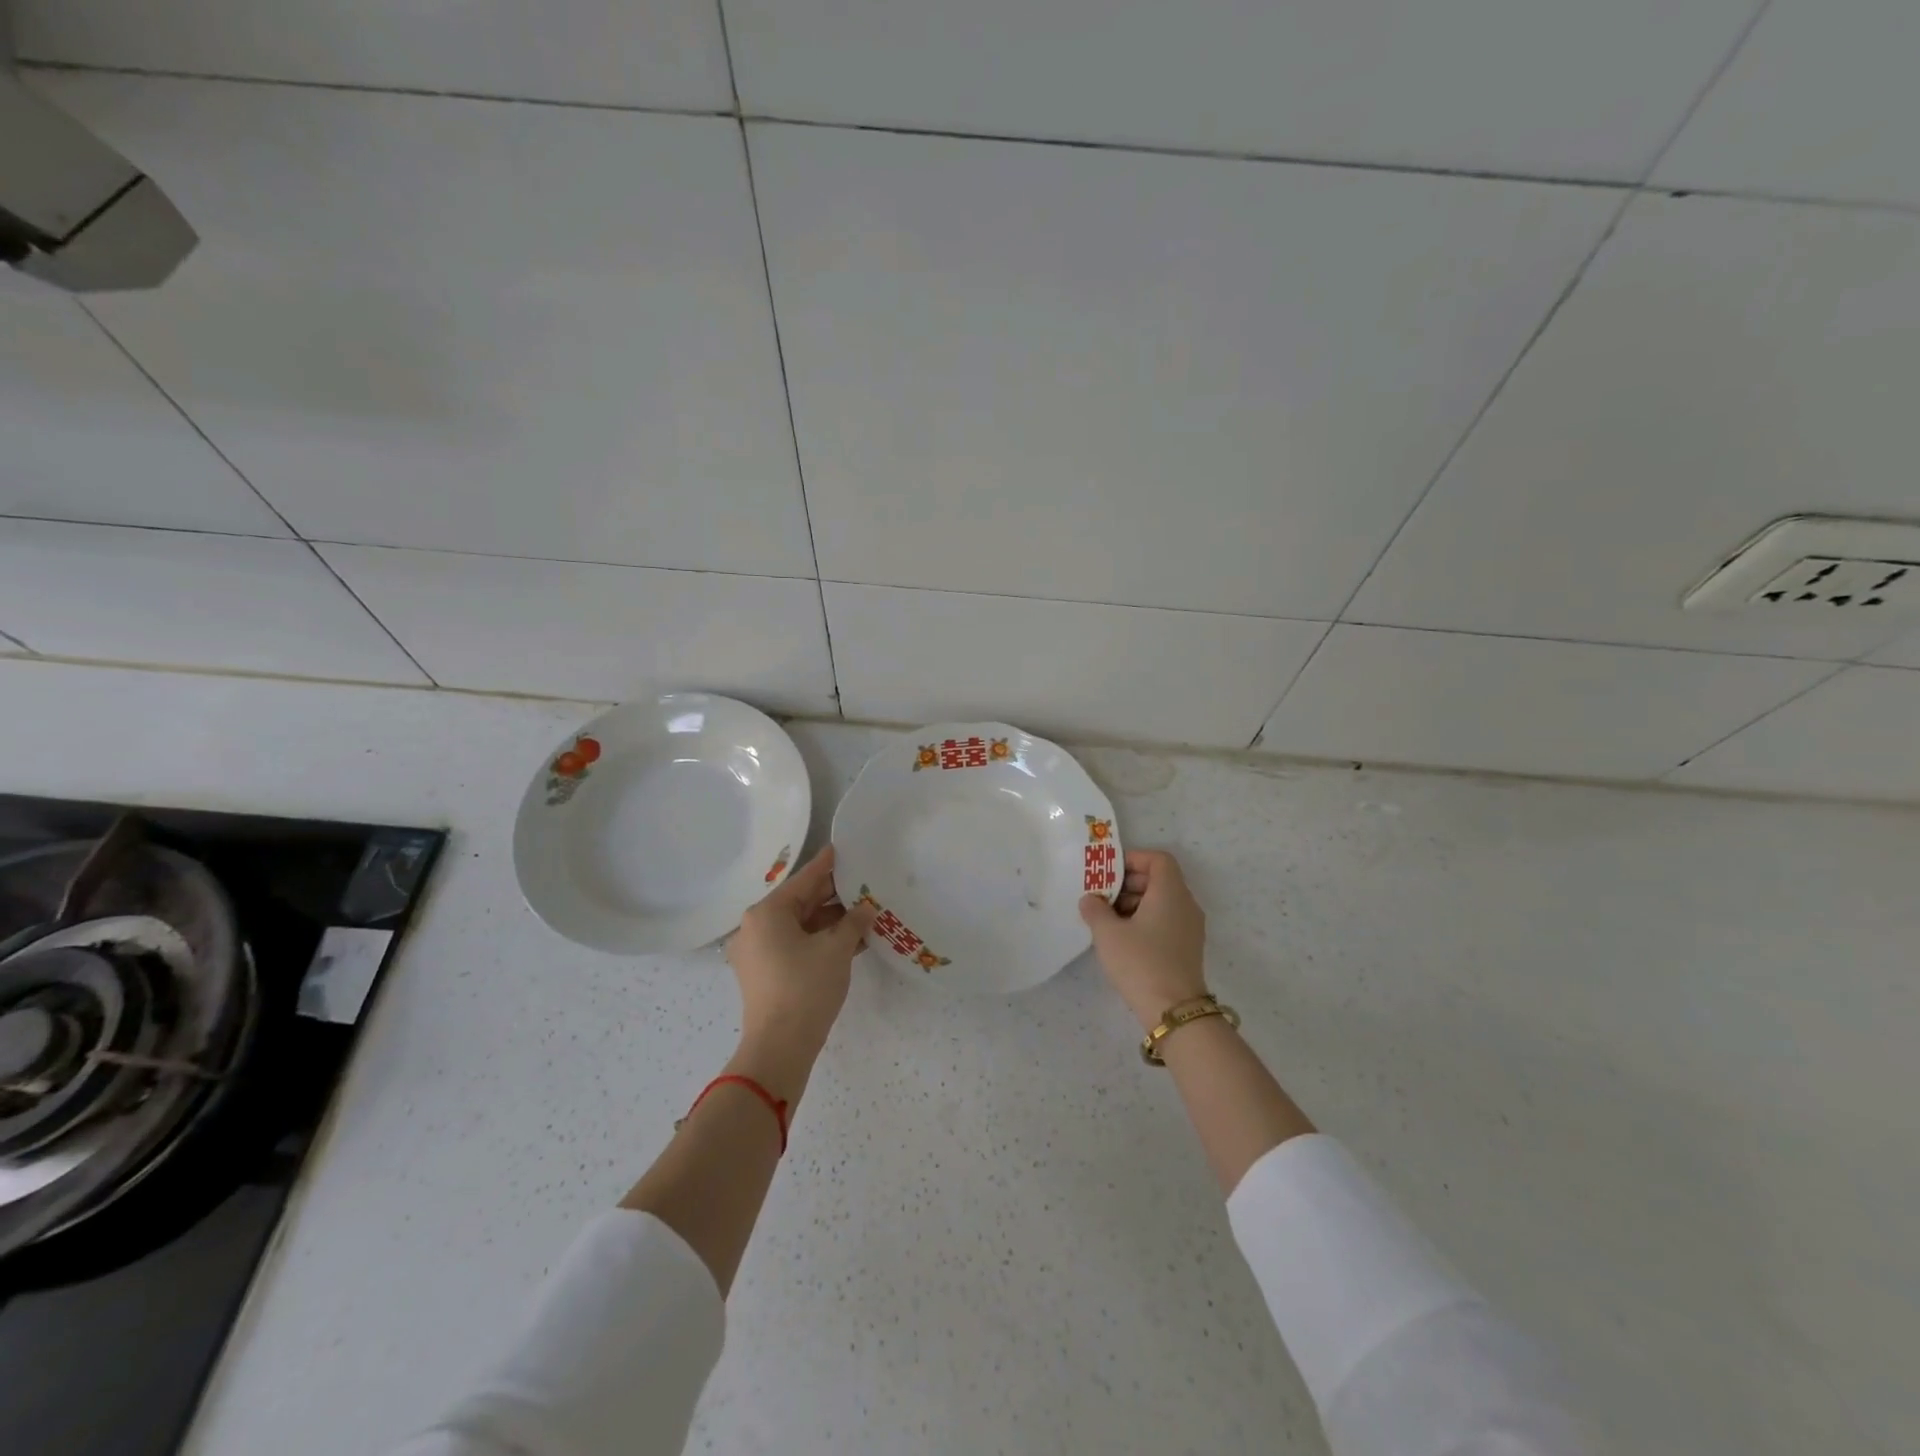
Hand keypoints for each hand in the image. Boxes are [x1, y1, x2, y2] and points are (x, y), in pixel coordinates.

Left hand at [726, 845, 875, 1094]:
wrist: (780, 1047)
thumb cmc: (806, 988)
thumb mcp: (837, 949)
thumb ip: (853, 922)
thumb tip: (866, 908)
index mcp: (766, 913)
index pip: (803, 881)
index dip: (826, 866)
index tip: (840, 849)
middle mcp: (755, 927)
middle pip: (799, 902)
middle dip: (832, 896)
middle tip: (861, 883)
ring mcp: (756, 952)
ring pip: (798, 926)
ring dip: (829, 921)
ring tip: (863, 913)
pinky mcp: (763, 973)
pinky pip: (794, 945)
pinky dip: (818, 940)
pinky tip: (849, 939)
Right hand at [1079, 848, 1208, 1032]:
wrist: (1174, 1011)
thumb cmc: (1140, 962)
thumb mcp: (1108, 933)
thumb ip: (1095, 909)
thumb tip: (1090, 899)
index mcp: (1170, 892)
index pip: (1158, 859)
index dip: (1133, 859)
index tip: (1109, 873)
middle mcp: (1186, 904)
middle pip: (1159, 879)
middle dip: (1129, 883)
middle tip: (1102, 897)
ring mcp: (1190, 927)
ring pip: (1162, 901)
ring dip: (1135, 903)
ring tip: (1108, 920)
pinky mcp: (1188, 947)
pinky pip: (1166, 920)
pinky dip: (1145, 920)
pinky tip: (1123, 939)